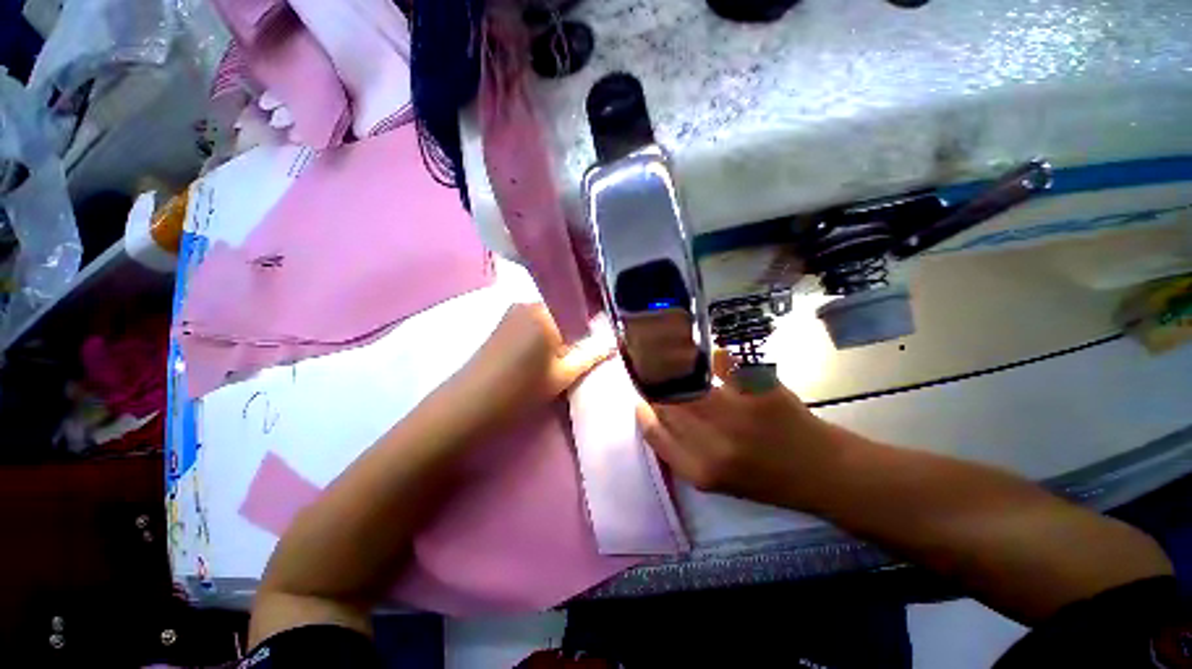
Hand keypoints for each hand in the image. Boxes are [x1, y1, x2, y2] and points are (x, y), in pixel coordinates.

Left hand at [459, 303, 615, 420]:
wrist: (469, 403)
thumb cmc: (520, 391)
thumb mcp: (562, 376)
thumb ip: (591, 356)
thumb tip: (613, 342)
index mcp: (547, 314)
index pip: (581, 308)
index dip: (594, 323)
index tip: (601, 338)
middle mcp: (530, 303)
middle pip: (565, 309)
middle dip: (577, 327)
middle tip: (585, 349)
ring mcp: (514, 310)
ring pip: (550, 315)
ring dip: (561, 329)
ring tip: (564, 353)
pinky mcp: (503, 320)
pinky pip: (534, 319)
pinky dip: (545, 330)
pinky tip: (544, 351)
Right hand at [635, 351, 841, 507]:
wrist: (821, 471)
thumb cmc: (764, 479)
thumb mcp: (715, 480)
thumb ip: (680, 450)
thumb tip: (653, 413)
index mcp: (700, 470)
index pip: (654, 431)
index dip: (643, 412)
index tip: (642, 400)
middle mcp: (713, 442)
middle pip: (667, 402)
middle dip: (660, 387)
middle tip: (661, 376)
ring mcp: (736, 413)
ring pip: (688, 381)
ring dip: (680, 368)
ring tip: (678, 360)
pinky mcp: (758, 390)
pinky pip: (724, 364)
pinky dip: (717, 359)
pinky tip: (716, 357)